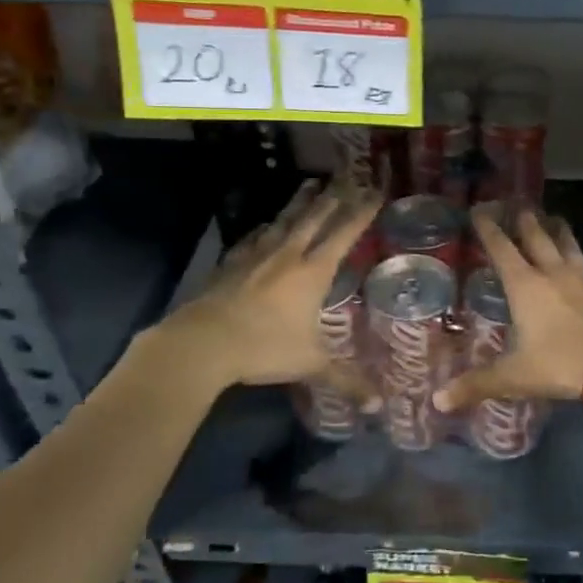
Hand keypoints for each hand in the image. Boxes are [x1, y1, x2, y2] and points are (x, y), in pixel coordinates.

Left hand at [160, 180, 380, 401]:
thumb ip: (345, 379)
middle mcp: (288, 255)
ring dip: (300, 202)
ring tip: (311, 185)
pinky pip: (253, 238)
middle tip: (348, 178)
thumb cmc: (263, 348)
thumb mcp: (310, 363)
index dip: (362, 212)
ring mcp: (256, 256)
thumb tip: (378, 405)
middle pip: (315, 217)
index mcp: (313, 271)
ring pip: (284, 220)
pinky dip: (265, 228)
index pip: (344, 233)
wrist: (203, 343)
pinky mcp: (231, 263)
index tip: (375, 192)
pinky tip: (265, 225)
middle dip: (335, 197)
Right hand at [434, 207, 582, 413]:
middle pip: (537, 239)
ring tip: (555, 217)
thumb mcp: (514, 376)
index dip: (490, 230)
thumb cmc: (560, 364)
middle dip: (525, 221)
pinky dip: (577, 258)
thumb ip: (476, 385)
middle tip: (519, 204)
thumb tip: (437, 401)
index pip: (503, 249)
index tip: (481, 210)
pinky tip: (579, 266)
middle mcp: (553, 275)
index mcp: (526, 286)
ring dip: (558, 231)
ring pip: (567, 246)